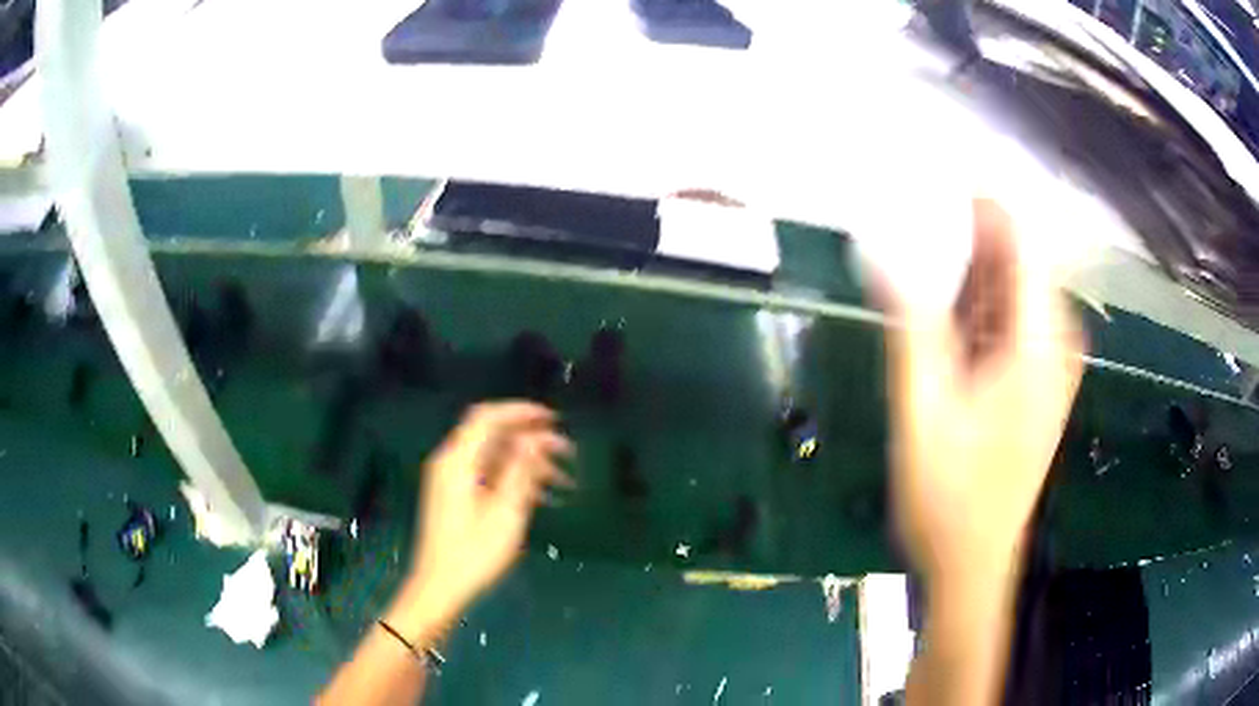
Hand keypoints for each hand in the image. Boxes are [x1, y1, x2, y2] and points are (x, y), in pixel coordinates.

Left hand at [392, 402, 572, 637]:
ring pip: (493, 455)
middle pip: (492, 434)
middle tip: (567, 451)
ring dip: (527, 461)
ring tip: (563, 478)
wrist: (439, 587)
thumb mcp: (504, 513)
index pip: (487, 417)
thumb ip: (520, 471)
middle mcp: (450, 462)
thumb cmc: (473, 554)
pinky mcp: (455, 495)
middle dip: (531, 438)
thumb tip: (536, 438)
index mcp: (457, 461)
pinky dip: (513, 476)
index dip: (520, 411)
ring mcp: (451, 479)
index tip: (553, 418)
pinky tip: (542, 494)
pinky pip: (487, 472)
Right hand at [883, 199, 1082, 582]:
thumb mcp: (923, 409)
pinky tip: (946, 321)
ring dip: (970, 273)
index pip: (1022, 239)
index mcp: (1037, 344)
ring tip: (920, 270)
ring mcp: (1052, 363)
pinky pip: (1013, 319)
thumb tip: (885, 251)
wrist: (974, 561)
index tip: (931, 178)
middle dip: (968, 237)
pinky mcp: (1040, 380)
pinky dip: (980, 306)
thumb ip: (912, 324)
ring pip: (1014, 289)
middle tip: (909, 229)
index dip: (982, 202)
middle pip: (1018, 259)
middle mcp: (1056, 343)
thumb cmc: (950, 496)